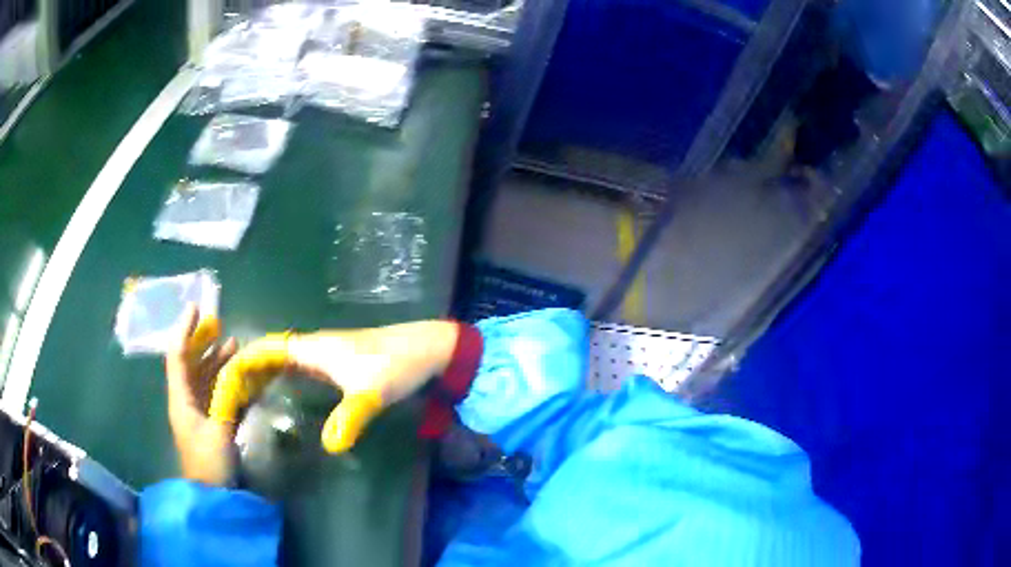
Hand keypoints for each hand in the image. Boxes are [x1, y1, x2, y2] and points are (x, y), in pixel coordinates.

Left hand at [164, 305, 237, 485]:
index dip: (184, 331)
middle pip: (190, 364)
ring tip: (233, 344)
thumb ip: (227, 400)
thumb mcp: (219, 432)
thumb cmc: (210, 464)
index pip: (177, 357)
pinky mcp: (210, 422)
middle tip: (218, 324)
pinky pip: (215, 393)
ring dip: (216, 360)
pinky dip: (225, 381)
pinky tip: (239, 375)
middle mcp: (186, 400)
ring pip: (203, 377)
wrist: (212, 494)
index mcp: (181, 400)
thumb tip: (238, 373)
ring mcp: (198, 412)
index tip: (195, 308)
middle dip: (201, 342)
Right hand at [208, 322, 459, 453]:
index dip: (244, 362)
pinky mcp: (339, 361)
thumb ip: (349, 418)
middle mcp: (315, 344)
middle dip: (248, 369)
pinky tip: (283, 392)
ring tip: (249, 396)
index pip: (267, 348)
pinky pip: (298, 364)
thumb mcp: (372, 394)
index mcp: (314, 347)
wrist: (429, 347)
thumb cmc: (398, 365)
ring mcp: (327, 351)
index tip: (227, 381)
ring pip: (284, 357)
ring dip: (263, 371)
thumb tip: (328, 445)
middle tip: (233, 396)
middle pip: (270, 352)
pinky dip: (282, 374)